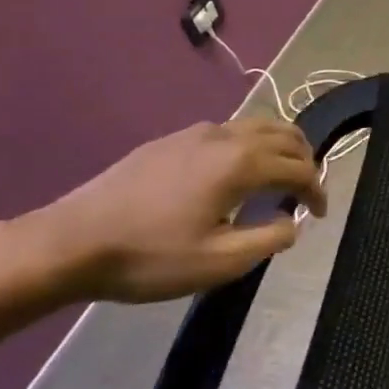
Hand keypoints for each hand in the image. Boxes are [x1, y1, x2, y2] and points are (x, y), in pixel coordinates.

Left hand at [27, 117, 327, 303]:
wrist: (68, 243)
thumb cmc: (149, 257)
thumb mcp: (219, 263)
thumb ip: (269, 240)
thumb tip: (291, 222)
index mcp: (241, 163)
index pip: (299, 167)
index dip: (317, 190)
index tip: (320, 215)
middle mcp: (224, 137)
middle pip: (285, 134)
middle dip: (306, 159)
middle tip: (307, 190)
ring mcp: (194, 134)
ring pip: (257, 126)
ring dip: (280, 147)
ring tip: (280, 176)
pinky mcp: (170, 141)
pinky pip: (229, 131)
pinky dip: (251, 144)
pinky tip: (236, 173)